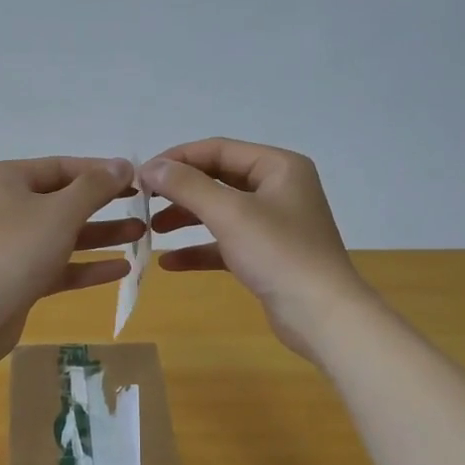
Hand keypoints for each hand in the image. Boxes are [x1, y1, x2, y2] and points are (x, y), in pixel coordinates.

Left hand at [0, 157, 142, 363]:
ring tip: (141, 234)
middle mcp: (5, 207)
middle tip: (143, 206)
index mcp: (7, 179)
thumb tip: (122, 164)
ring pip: (62, 234)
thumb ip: (95, 186)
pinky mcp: (17, 278)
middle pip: (63, 200)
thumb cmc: (18, 250)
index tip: (137, 179)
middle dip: (104, 205)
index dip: (101, 171)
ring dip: (101, 235)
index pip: (61, 167)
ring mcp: (10, 245)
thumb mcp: (62, 211)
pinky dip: (86, 266)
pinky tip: (122, 270)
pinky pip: (57, 265)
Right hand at [141, 138, 374, 362]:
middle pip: (218, 179)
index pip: (218, 149)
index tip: (142, 175)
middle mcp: (278, 188)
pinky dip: (199, 249)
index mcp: (278, 166)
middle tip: (143, 201)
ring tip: (151, 229)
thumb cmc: (279, 253)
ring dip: (185, 218)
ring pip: (220, 212)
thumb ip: (187, 186)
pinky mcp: (267, 255)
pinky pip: (226, 243)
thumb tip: (150, 167)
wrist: (322, 315)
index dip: (177, 159)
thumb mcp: (229, 213)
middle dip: (180, 190)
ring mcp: (274, 224)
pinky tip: (169, 263)